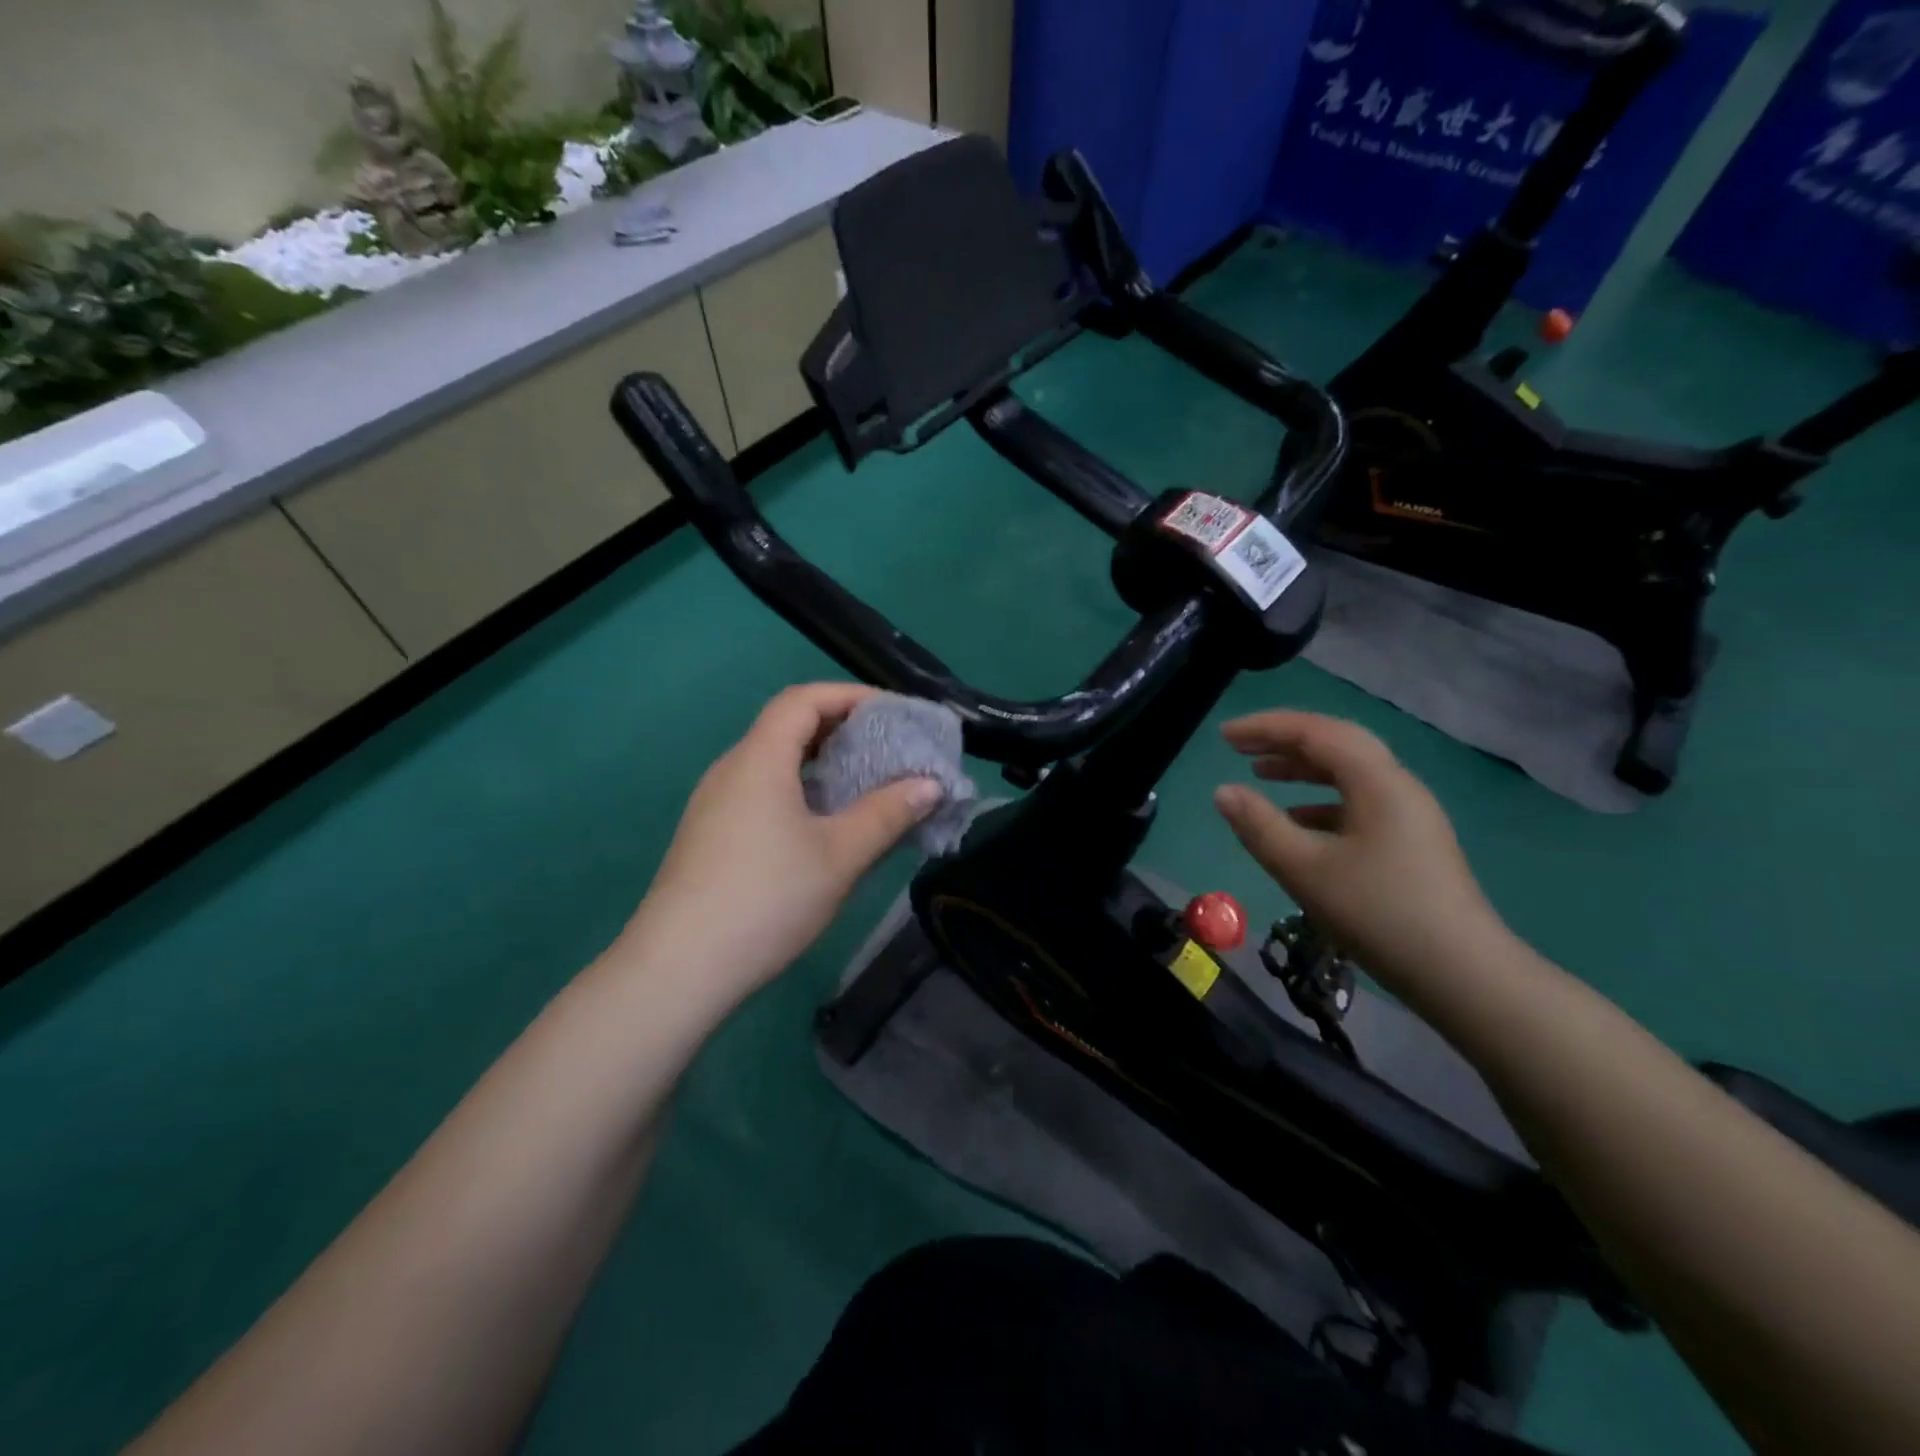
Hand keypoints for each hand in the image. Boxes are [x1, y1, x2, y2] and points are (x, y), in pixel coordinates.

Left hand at [621, 684, 941, 1008]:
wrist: (679, 969)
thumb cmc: (767, 898)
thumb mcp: (840, 855)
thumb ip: (888, 813)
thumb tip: (930, 784)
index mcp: (759, 759)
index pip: (804, 699)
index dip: (851, 695)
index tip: (894, 712)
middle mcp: (731, 769)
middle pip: (787, 726)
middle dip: (841, 727)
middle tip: (887, 746)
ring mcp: (714, 804)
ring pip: (773, 762)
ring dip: (820, 762)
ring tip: (864, 782)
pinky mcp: (710, 835)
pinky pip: (761, 791)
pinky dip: (799, 789)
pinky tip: (824, 824)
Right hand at [1212, 711, 1504, 989]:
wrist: (1463, 975)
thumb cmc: (1378, 914)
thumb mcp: (1304, 869)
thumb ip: (1259, 825)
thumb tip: (1223, 791)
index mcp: (1377, 782)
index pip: (1316, 732)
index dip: (1266, 727)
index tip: (1223, 736)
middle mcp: (1397, 786)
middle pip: (1336, 745)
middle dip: (1284, 741)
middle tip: (1239, 747)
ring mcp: (1409, 815)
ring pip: (1349, 774)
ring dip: (1302, 769)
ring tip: (1261, 774)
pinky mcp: (1410, 842)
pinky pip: (1359, 803)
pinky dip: (1320, 801)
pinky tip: (1297, 822)